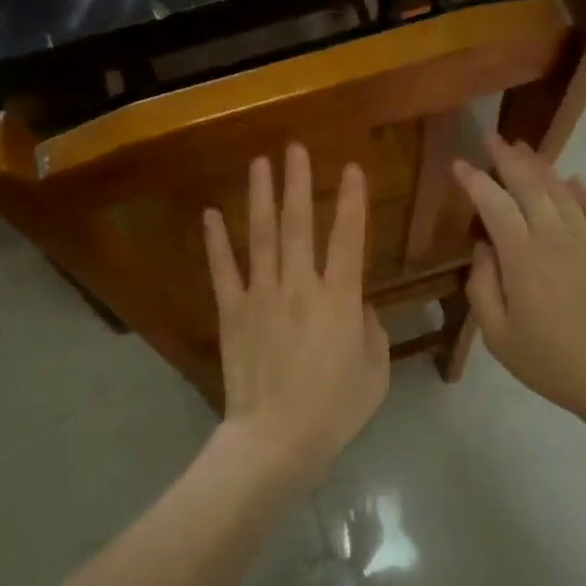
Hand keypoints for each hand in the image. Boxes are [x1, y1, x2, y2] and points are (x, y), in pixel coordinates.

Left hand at [205, 144, 389, 488]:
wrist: (277, 438)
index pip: (349, 237)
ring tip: (259, 162)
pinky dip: (216, 241)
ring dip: (261, 197)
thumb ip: (371, 330)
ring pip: (263, 236)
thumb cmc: (334, 409)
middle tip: (294, 147)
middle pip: (299, 223)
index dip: (351, 200)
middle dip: (298, 182)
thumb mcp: (374, 371)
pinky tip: (211, 213)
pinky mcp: (232, 311)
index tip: (352, 167)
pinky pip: (223, 270)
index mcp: (339, 298)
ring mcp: (262, 295)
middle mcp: (300, 285)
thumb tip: (356, 304)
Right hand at [452, 134, 585, 430]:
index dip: (474, 180)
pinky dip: (583, 192)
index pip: (494, 204)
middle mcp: (555, 238)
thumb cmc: (550, 361)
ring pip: (562, 192)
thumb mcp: (498, 334)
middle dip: (508, 159)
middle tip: (492, 139)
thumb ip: (482, 286)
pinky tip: (574, 181)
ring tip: (524, 150)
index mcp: (522, 257)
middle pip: (530, 186)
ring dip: (541, 167)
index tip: (458, 164)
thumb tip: (483, 248)